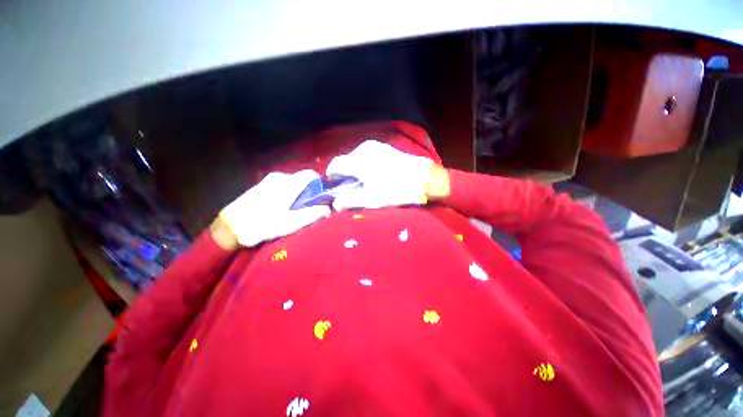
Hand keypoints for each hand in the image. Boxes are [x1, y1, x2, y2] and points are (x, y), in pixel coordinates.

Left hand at [218, 170, 330, 247]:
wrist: (231, 227)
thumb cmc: (264, 224)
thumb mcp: (292, 223)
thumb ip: (313, 214)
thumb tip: (328, 209)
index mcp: (288, 184)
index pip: (310, 174)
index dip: (320, 182)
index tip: (322, 194)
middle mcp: (279, 177)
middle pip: (301, 178)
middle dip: (308, 190)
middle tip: (308, 205)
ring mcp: (268, 180)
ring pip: (291, 181)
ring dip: (297, 191)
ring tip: (294, 208)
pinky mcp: (260, 184)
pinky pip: (280, 184)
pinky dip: (286, 192)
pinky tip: (280, 206)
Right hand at [326, 140, 448, 210]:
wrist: (424, 178)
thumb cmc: (395, 189)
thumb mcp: (371, 199)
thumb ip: (349, 200)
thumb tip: (335, 203)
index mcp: (357, 161)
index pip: (334, 165)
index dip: (331, 176)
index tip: (335, 187)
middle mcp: (363, 149)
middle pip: (346, 161)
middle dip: (345, 174)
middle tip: (352, 188)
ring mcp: (376, 146)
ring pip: (357, 158)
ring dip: (356, 169)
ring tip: (365, 182)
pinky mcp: (385, 148)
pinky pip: (368, 155)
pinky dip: (365, 164)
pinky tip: (375, 174)